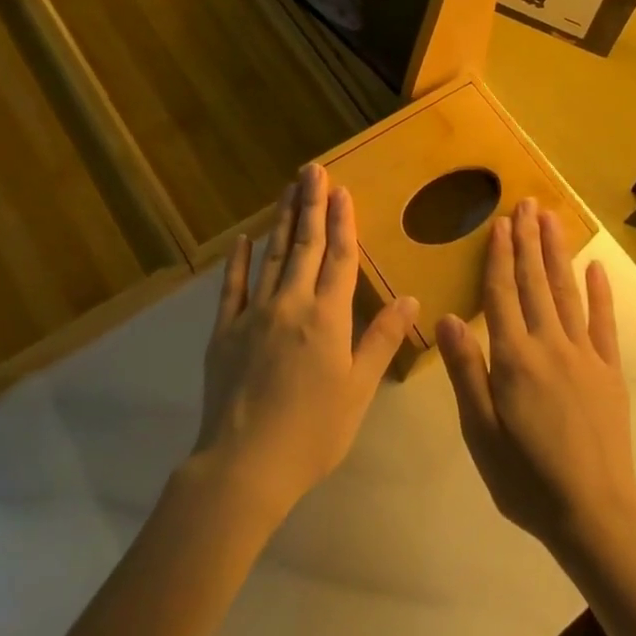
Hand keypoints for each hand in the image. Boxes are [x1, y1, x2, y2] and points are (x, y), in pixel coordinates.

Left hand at [192, 162, 419, 522]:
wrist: (245, 464)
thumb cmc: (313, 432)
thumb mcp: (358, 389)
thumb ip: (381, 339)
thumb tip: (411, 297)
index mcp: (327, 318)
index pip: (338, 258)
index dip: (341, 222)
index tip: (341, 190)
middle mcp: (290, 305)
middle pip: (303, 246)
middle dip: (310, 205)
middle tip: (312, 170)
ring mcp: (253, 315)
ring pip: (271, 257)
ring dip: (281, 221)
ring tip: (288, 189)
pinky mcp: (224, 331)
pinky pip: (232, 287)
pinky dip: (238, 261)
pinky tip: (243, 240)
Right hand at [436, 198, 635, 556]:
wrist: (594, 512)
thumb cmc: (526, 478)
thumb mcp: (480, 432)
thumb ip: (466, 371)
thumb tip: (447, 317)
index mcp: (514, 359)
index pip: (502, 295)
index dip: (500, 256)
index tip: (500, 222)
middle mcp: (550, 346)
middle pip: (535, 283)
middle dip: (529, 241)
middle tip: (527, 203)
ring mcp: (584, 355)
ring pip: (567, 293)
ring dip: (558, 253)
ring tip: (552, 219)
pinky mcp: (610, 371)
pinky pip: (604, 323)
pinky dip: (601, 293)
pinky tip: (596, 267)